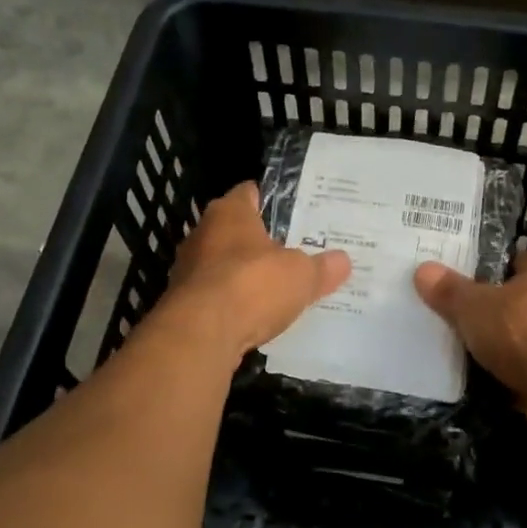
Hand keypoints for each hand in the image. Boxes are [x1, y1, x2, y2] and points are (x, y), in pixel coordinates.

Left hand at [158, 183, 350, 357]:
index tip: (296, 213)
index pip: (250, 193)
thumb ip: (322, 267)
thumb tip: (343, 261)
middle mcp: (203, 234)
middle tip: (294, 253)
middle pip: (236, 231)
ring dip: (246, 276)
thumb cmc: (252, 285)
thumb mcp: (302, 275)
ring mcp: (188, 270)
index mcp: (229, 212)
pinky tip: (255, 317)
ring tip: (278, 288)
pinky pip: (216, 297)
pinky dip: (234, 304)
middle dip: (261, 243)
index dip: (273, 201)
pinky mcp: (184, 304)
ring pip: (224, 266)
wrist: (201, 334)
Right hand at [414, 250, 526, 436]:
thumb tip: (423, 270)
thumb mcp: (473, 307)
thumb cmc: (521, 331)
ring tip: (494, 355)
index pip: (523, 262)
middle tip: (482, 323)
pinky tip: (514, 379)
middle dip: (515, 309)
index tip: (477, 292)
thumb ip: (450, 290)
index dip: (498, 276)